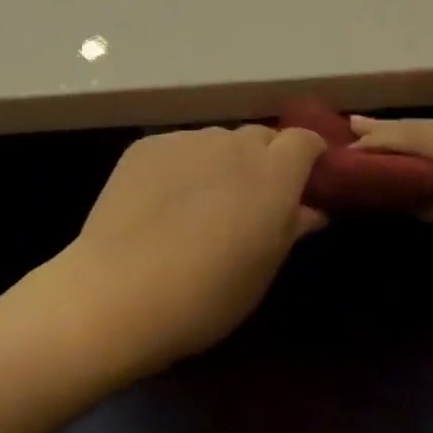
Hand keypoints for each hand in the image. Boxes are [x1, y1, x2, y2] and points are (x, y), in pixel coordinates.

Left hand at [57, 126, 327, 375]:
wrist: (120, 288)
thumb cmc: (207, 294)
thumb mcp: (263, 269)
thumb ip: (291, 227)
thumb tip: (311, 208)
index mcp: (272, 173)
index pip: (304, 140)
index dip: (309, 156)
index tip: (306, 180)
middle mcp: (231, 143)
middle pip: (259, 137)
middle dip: (265, 160)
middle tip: (253, 200)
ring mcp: (185, 139)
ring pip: (215, 141)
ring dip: (220, 162)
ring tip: (201, 203)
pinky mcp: (145, 145)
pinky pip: (177, 148)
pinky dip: (181, 166)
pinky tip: (162, 202)